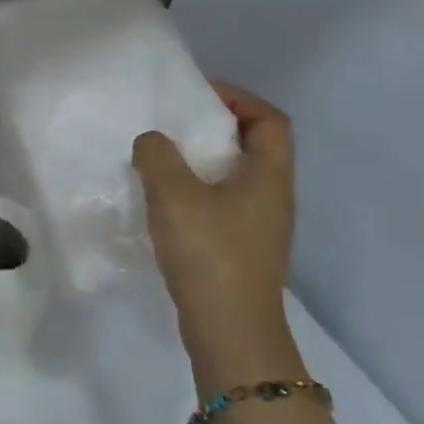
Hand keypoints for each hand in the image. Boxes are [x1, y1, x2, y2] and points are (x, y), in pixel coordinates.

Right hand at [131, 80, 299, 387]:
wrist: (229, 329)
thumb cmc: (209, 253)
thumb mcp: (175, 195)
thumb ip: (158, 156)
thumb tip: (151, 141)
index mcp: (268, 177)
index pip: (270, 121)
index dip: (238, 99)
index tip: (197, 94)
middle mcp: (271, 197)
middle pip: (252, 146)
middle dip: (213, 127)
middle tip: (170, 123)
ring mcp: (257, 226)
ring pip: (233, 177)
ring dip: (199, 161)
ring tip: (159, 158)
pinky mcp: (238, 248)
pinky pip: (219, 203)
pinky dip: (193, 191)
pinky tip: (161, 200)